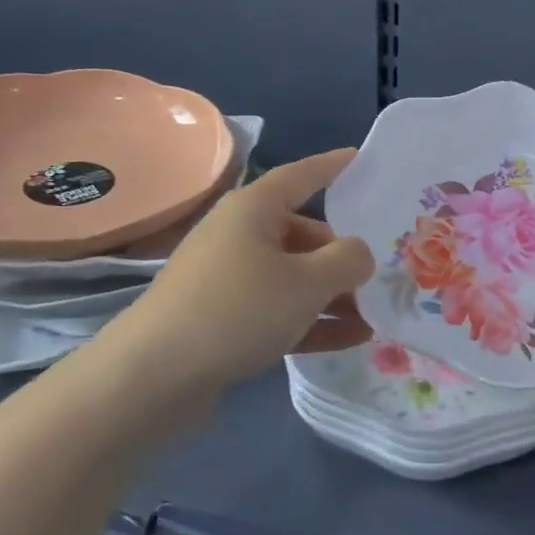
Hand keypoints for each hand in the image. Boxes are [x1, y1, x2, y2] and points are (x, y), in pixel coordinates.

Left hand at [120, 148, 374, 391]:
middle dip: (344, 255)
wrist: (153, 377)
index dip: (335, 165)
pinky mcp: (225, 319)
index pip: (303, 175)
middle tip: (381, 272)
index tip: (364, 158)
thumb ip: (348, 261)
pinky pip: (280, 310)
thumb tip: (359, 254)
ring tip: (376, 315)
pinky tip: (352, 339)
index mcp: (254, 209)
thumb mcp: (307, 282)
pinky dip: (313, 320)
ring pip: (295, 277)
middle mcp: (240, 236)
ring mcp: (230, 279)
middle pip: (304, 233)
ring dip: (334, 295)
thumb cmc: (237, 309)